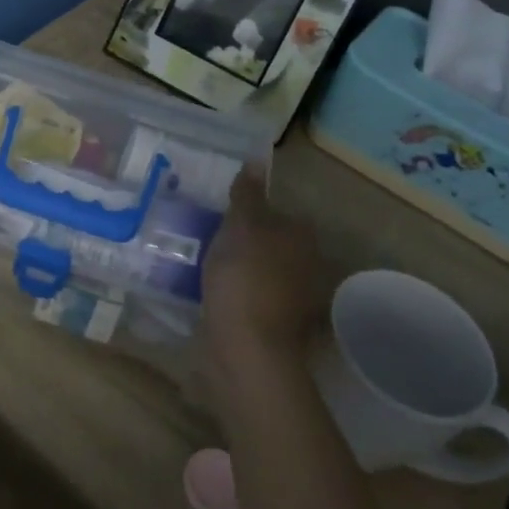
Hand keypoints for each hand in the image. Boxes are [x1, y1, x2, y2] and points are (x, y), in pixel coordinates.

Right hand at [202, 165, 328, 372]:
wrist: (245, 348)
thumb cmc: (244, 276)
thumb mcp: (241, 225)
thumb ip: (248, 194)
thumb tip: (258, 159)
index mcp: (302, 239)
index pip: (279, 215)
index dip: (251, 213)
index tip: (221, 214)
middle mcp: (306, 267)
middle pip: (271, 244)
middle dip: (246, 242)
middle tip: (207, 234)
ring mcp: (292, 301)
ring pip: (261, 273)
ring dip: (238, 269)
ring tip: (201, 262)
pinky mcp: (272, 327)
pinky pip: (250, 299)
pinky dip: (234, 295)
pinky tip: (209, 292)